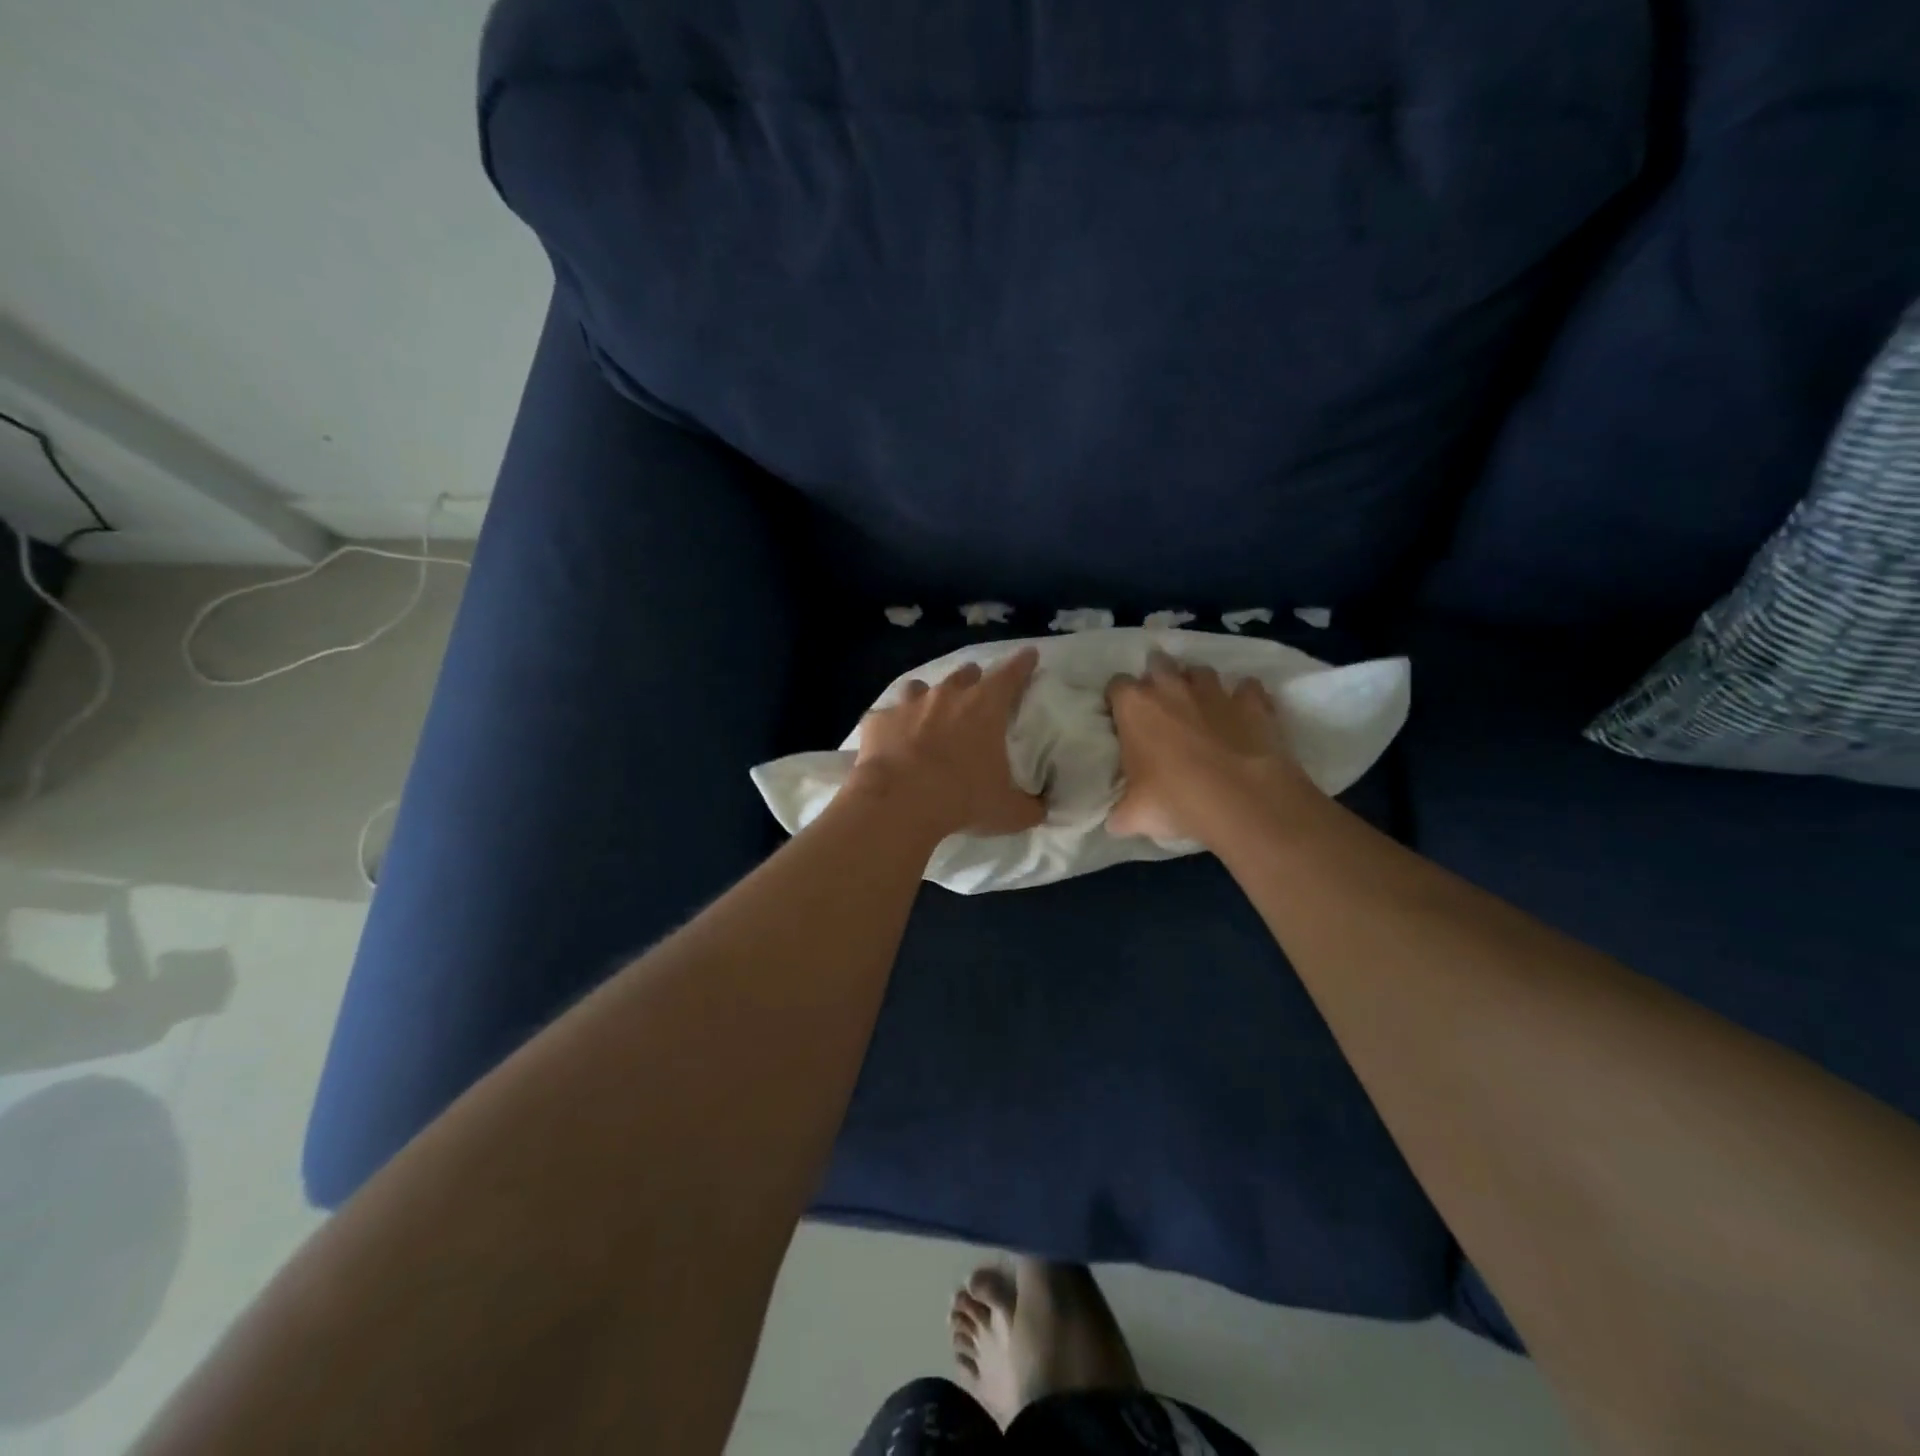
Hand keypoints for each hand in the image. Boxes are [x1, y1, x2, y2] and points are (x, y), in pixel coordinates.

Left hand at [851, 649, 1045, 838]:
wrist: (898, 802)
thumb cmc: (962, 799)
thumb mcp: (1008, 812)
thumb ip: (1029, 808)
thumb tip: (1039, 809)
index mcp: (985, 707)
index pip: (1011, 674)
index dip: (1022, 663)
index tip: (1028, 655)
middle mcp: (947, 695)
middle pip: (965, 674)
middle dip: (972, 680)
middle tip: (975, 695)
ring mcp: (908, 704)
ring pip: (920, 687)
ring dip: (928, 698)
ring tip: (928, 715)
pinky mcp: (878, 721)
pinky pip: (885, 717)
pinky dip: (891, 727)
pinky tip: (891, 744)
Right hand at [1106, 652, 1312, 843]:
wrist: (1241, 799)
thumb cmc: (1175, 800)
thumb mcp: (1133, 815)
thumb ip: (1119, 811)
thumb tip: (1116, 821)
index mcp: (1134, 707)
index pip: (1116, 685)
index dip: (1118, 699)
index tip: (1122, 718)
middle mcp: (1171, 687)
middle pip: (1158, 663)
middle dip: (1157, 678)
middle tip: (1160, 707)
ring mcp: (1214, 691)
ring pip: (1201, 671)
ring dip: (1197, 684)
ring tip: (1200, 708)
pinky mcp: (1252, 702)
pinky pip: (1247, 688)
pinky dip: (1243, 697)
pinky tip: (1242, 715)